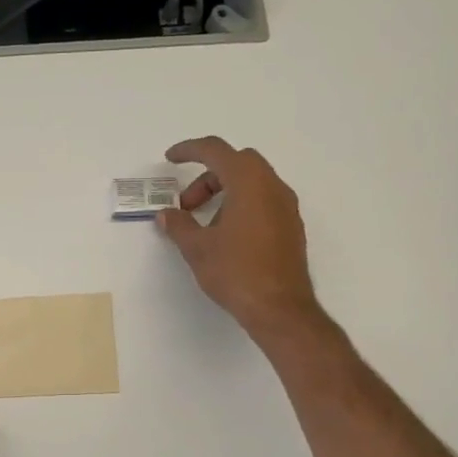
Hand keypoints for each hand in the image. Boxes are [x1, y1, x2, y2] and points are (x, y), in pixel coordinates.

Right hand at [158, 136, 323, 341]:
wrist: (279, 307)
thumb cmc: (235, 272)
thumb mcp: (197, 248)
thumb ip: (179, 225)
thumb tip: (166, 215)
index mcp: (248, 183)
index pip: (216, 150)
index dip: (190, 150)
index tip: (170, 158)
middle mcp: (272, 186)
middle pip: (237, 162)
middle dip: (208, 176)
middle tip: (187, 204)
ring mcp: (286, 206)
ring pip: (252, 181)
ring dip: (224, 191)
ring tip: (203, 223)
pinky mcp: (291, 226)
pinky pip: (263, 199)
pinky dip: (241, 204)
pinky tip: (226, 235)